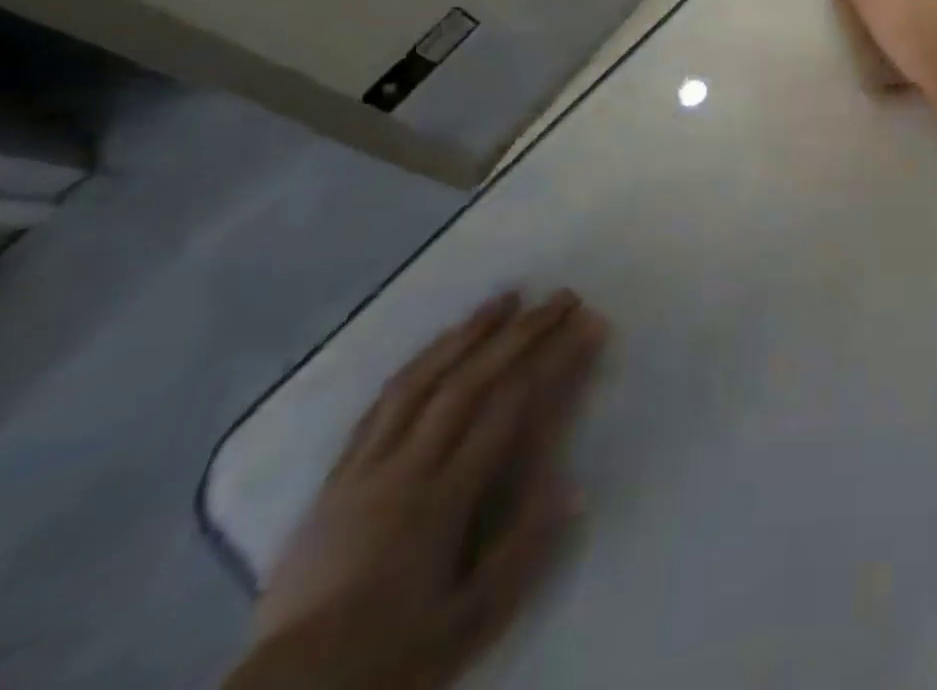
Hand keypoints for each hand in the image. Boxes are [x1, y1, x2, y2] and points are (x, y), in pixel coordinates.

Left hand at [225, 291, 608, 689]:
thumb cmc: (392, 656)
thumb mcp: (471, 620)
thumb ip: (524, 548)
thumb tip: (571, 481)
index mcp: (442, 501)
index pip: (511, 408)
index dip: (555, 360)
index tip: (589, 326)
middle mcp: (405, 471)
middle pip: (470, 381)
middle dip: (521, 332)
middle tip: (561, 296)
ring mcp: (364, 470)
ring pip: (420, 381)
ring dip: (467, 332)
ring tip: (504, 298)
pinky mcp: (335, 479)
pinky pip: (378, 406)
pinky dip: (416, 365)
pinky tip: (439, 345)